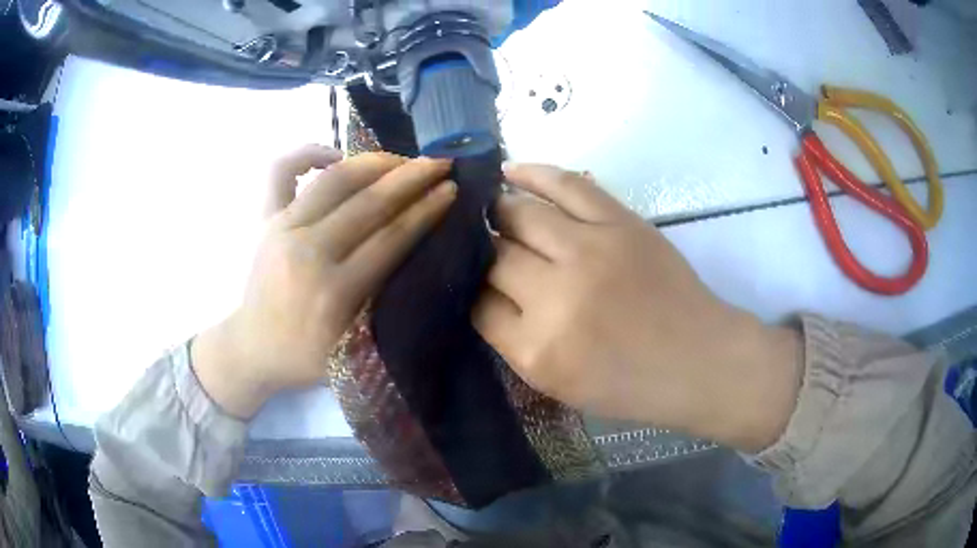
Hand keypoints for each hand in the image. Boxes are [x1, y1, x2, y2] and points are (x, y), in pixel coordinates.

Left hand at [193, 146, 455, 418]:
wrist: (252, 349)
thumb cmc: (305, 357)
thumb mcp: (355, 351)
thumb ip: (384, 305)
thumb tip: (420, 256)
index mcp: (334, 292)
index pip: (391, 237)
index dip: (427, 209)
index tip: (452, 188)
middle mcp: (307, 251)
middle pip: (369, 202)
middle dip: (412, 177)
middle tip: (441, 163)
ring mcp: (281, 228)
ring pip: (334, 179)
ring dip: (374, 162)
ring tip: (401, 159)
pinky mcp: (263, 219)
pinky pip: (281, 170)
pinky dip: (308, 153)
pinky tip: (334, 155)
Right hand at [474, 164, 801, 451]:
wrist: (697, 359)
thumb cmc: (630, 384)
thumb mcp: (558, 384)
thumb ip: (512, 340)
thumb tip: (483, 292)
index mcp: (537, 349)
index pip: (477, 305)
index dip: (469, 291)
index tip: (472, 283)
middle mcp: (555, 296)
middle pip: (493, 256)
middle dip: (478, 251)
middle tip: (476, 246)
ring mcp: (589, 251)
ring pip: (518, 214)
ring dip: (495, 209)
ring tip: (486, 207)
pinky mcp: (619, 222)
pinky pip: (565, 185)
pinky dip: (532, 173)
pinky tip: (509, 171)